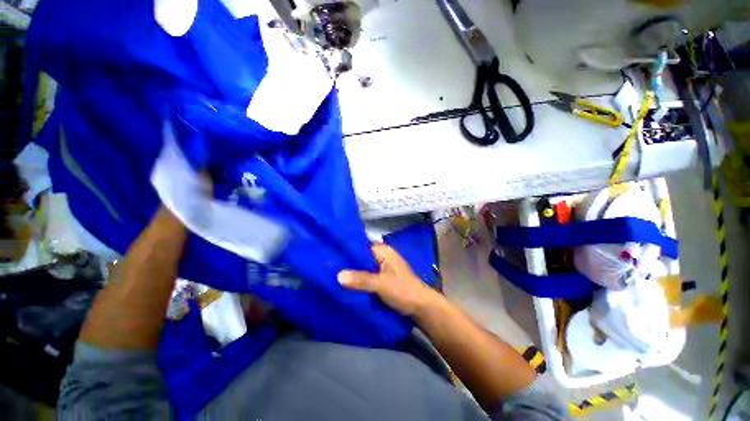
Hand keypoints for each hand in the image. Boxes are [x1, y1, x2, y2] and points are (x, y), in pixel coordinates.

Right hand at [338, 244, 440, 316]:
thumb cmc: (403, 290)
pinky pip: (367, 279)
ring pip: (364, 270)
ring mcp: (382, 270)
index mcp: (384, 252)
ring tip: (333, 278)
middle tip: (328, 270)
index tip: (331, 257)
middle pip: (361, 259)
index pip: (361, 247)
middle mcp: (382, 257)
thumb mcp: (381, 284)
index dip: (347, 252)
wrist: (421, 308)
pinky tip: (346, 287)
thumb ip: (361, 279)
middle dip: (348, 265)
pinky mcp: (383, 281)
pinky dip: (359, 282)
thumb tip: (338, 275)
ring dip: (353, 275)